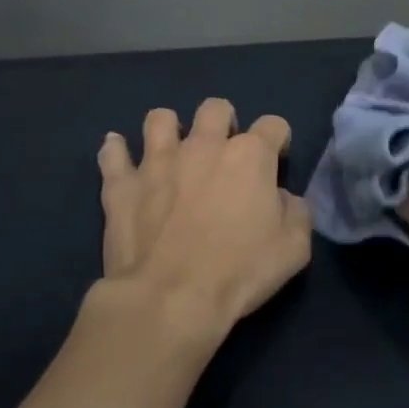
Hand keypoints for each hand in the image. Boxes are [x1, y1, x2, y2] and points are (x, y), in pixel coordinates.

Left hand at [95, 99, 312, 349]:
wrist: (171, 298)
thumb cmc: (240, 272)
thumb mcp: (294, 249)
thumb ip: (296, 213)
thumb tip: (283, 199)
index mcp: (250, 157)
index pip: (273, 125)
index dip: (278, 140)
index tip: (276, 161)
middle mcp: (203, 146)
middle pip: (216, 109)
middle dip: (224, 122)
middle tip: (223, 153)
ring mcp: (157, 161)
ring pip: (160, 119)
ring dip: (169, 129)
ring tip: (172, 151)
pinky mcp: (121, 184)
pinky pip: (112, 154)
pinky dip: (116, 152)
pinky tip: (119, 156)